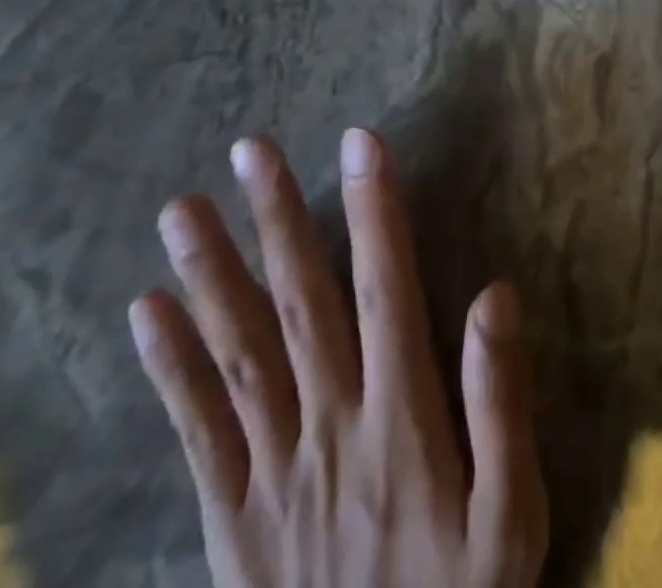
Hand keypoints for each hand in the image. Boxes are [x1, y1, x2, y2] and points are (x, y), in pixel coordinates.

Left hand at [128, 130, 547, 587]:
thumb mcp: (513, 514)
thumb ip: (502, 401)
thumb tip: (495, 293)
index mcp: (399, 419)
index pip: (384, 289)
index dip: (373, 212)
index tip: (360, 142)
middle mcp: (328, 426)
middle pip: (299, 305)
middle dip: (277, 219)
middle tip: (250, 150)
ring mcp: (271, 472)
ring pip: (237, 355)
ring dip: (210, 276)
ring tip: (180, 210)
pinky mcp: (232, 518)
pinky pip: (197, 432)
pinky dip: (170, 368)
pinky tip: (147, 314)